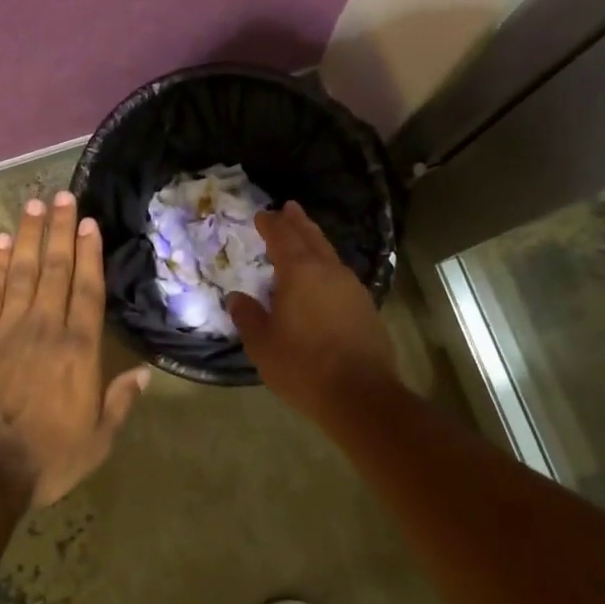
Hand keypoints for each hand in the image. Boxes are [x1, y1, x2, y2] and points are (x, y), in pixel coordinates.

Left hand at [0, 191, 150, 508]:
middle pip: (54, 269)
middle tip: (62, 196)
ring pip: (20, 271)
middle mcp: (45, 328)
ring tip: (34, 205)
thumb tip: (144, 373)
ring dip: (27, 236)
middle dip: (60, 230)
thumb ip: (121, 402)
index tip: (88, 222)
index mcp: (78, 349)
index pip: (87, 290)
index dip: (89, 253)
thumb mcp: (98, 441)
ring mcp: (7, 329)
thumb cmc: (47, 458)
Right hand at [227, 202, 401, 425]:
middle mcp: (328, 271)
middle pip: (311, 237)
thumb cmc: (304, 367)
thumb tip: (238, 298)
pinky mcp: (366, 307)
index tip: (262, 215)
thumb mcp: (263, 344)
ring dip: (315, 242)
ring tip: (305, 237)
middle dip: (297, 222)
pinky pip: (340, 275)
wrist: (362, 396)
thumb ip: (248, 317)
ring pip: (329, 254)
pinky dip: (327, 267)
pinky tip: (323, 279)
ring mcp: (352, 288)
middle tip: (289, 207)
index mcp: (299, 272)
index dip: (271, 224)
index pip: (282, 236)